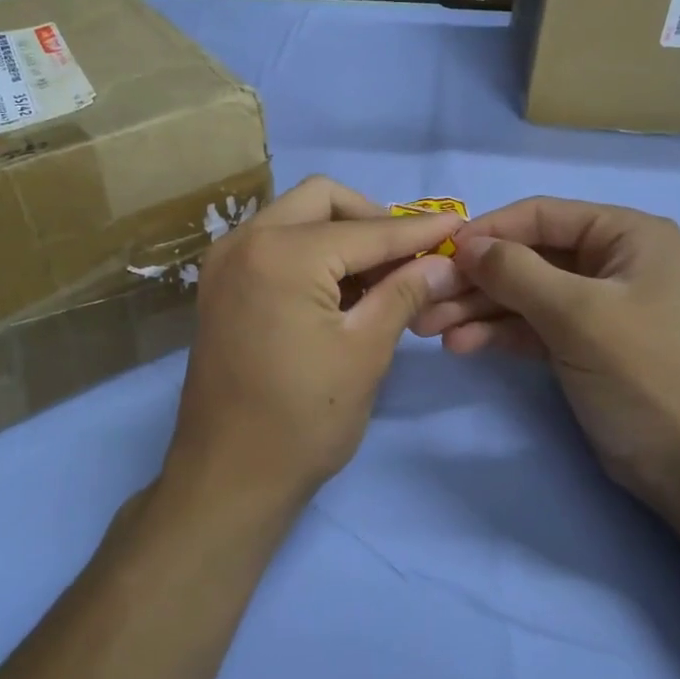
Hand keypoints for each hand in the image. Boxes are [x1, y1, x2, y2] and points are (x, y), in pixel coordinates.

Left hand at [163, 176, 464, 515]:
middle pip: (321, 200)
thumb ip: (404, 293)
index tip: (459, 225)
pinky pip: (274, 245)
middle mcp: (244, 241)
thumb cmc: (302, 420)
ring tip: (381, 276)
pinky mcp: (220, 286)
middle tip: (408, 256)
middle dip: (371, 220)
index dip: (418, 230)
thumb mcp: (365, 352)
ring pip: (295, 218)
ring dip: (340, 235)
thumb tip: (442, 261)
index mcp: (281, 254)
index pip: (366, 230)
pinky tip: (342, 288)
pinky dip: (312, 253)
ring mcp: (225, 262)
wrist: (228, 477)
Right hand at [412, 197, 679, 511]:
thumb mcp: (577, 315)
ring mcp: (594, 304)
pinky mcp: (580, 343)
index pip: (543, 216)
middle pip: (527, 256)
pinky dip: (497, 333)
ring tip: (429, 327)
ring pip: (523, 293)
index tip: (440, 253)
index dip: (489, 231)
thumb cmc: (643, 374)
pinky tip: (459, 345)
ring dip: (478, 309)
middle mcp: (611, 261)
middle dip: (476, 279)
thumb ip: (516, 272)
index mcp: (628, 235)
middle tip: (426, 298)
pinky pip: (530, 325)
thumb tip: (464, 245)